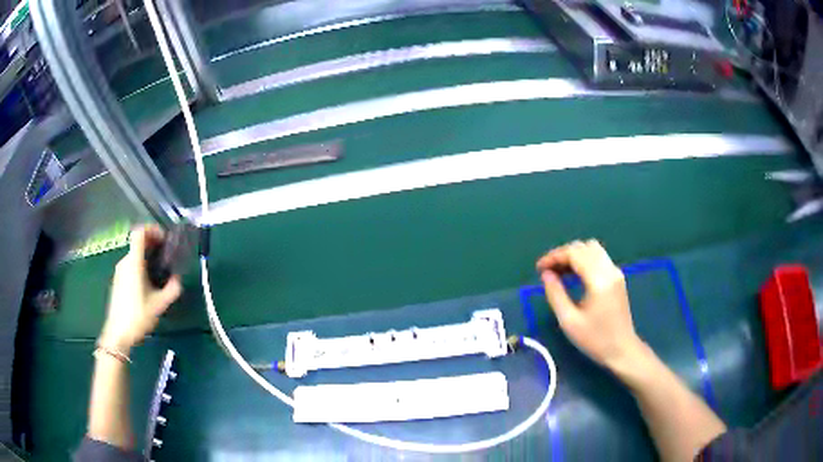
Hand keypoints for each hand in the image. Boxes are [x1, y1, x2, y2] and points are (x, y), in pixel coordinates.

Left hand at [99, 226, 181, 352]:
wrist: (118, 334)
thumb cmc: (138, 316)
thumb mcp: (159, 304)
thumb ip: (171, 289)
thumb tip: (178, 279)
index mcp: (134, 262)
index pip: (139, 233)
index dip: (152, 230)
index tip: (164, 238)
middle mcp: (125, 262)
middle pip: (138, 243)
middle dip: (153, 244)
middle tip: (166, 255)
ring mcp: (120, 271)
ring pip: (134, 255)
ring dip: (147, 256)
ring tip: (160, 269)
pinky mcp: (118, 281)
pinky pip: (131, 265)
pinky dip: (141, 265)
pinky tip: (149, 282)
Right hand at [536, 240, 645, 371]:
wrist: (622, 350)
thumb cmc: (595, 339)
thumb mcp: (569, 321)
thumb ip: (555, 294)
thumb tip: (546, 274)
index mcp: (598, 280)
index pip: (574, 253)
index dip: (554, 256)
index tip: (539, 268)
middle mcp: (609, 270)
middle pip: (584, 247)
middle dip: (563, 254)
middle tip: (547, 270)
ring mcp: (615, 272)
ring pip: (592, 249)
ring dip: (574, 255)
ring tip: (559, 272)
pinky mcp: (617, 278)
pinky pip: (599, 258)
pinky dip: (583, 260)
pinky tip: (574, 275)